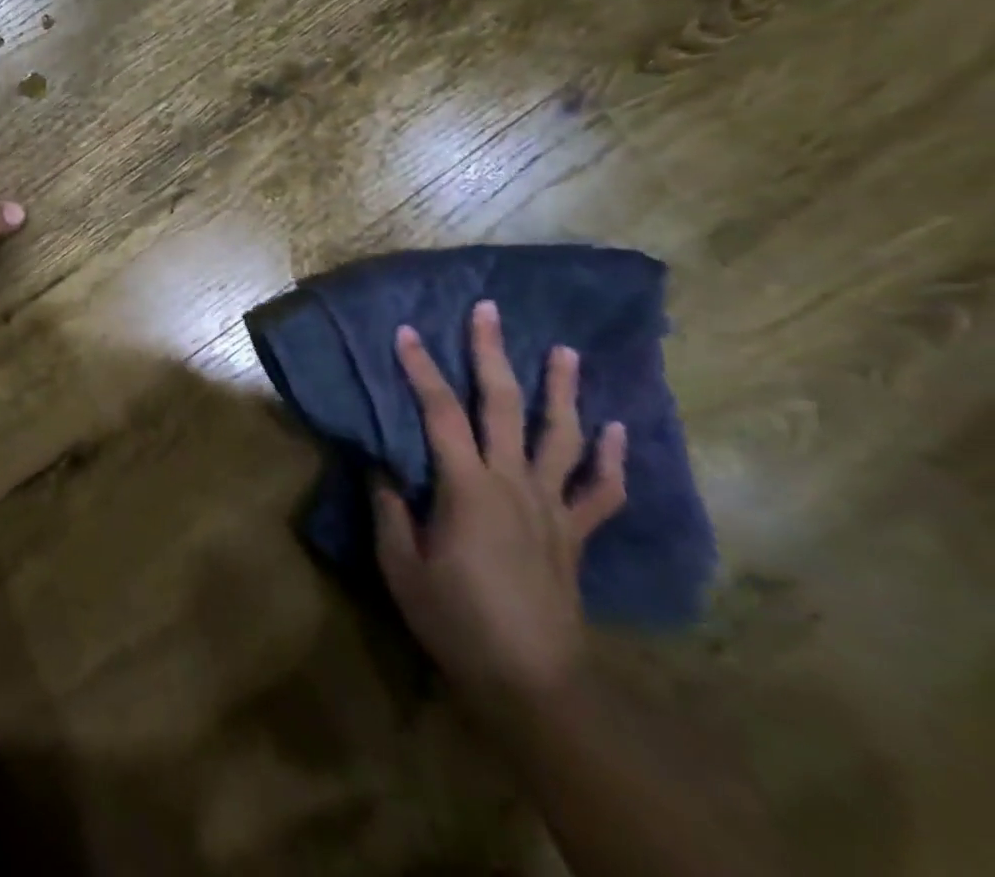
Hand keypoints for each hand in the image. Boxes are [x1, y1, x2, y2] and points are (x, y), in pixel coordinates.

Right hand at [373, 300, 626, 711]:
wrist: (532, 684)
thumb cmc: (456, 620)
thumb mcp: (401, 565)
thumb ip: (389, 508)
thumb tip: (380, 466)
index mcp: (467, 487)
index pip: (440, 412)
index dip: (420, 368)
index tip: (405, 331)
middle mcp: (514, 484)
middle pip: (504, 406)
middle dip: (493, 354)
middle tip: (489, 311)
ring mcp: (552, 508)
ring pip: (562, 437)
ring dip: (563, 391)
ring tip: (566, 351)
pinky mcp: (575, 535)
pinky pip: (602, 492)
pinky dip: (611, 459)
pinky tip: (614, 429)